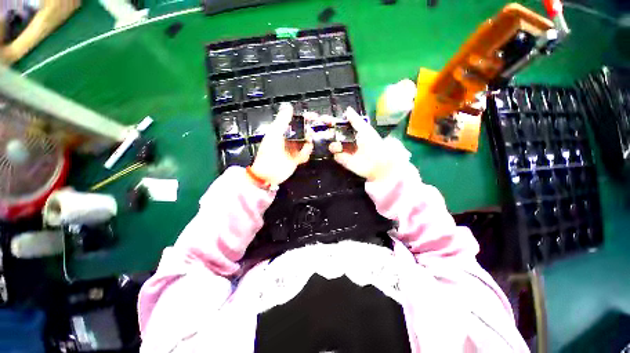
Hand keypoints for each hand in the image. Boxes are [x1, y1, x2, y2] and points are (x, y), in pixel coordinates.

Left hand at [250, 103, 313, 185]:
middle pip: (304, 132)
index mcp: (282, 131)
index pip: (296, 121)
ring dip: (308, 146)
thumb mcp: (274, 134)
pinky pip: (305, 154)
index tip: (314, 116)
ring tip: (304, 149)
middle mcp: (289, 138)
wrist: (269, 174)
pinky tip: (300, 158)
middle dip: (308, 133)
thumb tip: (288, 105)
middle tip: (309, 136)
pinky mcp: (297, 159)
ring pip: (307, 143)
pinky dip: (305, 155)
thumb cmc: (269, 153)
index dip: (305, 118)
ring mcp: (293, 149)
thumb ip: (282, 120)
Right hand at [328, 107, 395, 181]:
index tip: (323, 119)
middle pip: (332, 134)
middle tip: (321, 132)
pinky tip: (342, 153)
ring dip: (334, 145)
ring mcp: (344, 150)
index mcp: (352, 131)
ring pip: (332, 145)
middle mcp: (346, 139)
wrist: (376, 162)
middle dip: (326, 132)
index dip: (331, 121)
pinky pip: (335, 155)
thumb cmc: (373, 143)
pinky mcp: (343, 160)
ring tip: (339, 146)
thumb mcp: (365, 129)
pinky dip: (338, 154)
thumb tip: (348, 109)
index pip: (339, 124)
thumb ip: (355, 120)